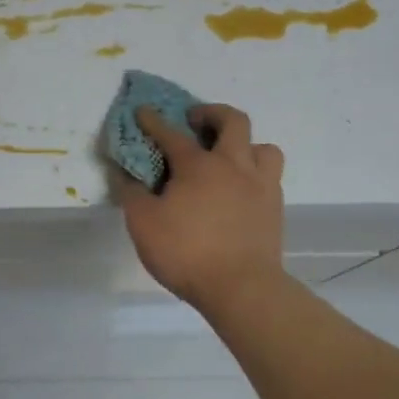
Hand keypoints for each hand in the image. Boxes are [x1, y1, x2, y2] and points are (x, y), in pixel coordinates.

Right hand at [118, 104, 285, 310]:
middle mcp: (233, 165)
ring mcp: (260, 184)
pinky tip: (242, 189)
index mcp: (198, 165)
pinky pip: (270, 176)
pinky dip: (255, 173)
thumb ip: (132, 193)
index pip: (171, 134)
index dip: (154, 120)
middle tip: (196, 122)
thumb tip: (123, 172)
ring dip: (245, 144)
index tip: (143, 111)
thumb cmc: (187, 252)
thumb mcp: (143, 224)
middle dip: (212, 113)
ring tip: (229, 157)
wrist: (242, 288)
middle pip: (232, 121)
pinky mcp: (275, 207)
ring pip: (262, 147)